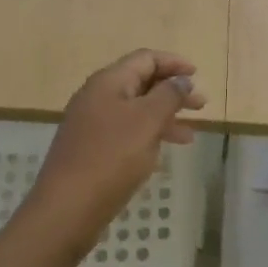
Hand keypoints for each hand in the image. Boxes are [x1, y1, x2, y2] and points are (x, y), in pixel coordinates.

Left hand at [30, 49, 205, 246]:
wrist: (67, 208)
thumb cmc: (111, 157)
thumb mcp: (147, 121)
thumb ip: (168, 96)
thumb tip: (181, 79)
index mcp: (108, 82)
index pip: (145, 58)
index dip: (173, 63)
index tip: (197, 75)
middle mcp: (97, 96)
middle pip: (141, 82)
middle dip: (172, 91)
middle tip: (201, 105)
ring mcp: (92, 124)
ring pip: (136, 110)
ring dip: (164, 116)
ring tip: (190, 134)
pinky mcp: (92, 149)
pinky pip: (127, 132)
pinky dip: (149, 136)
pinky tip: (164, 152)